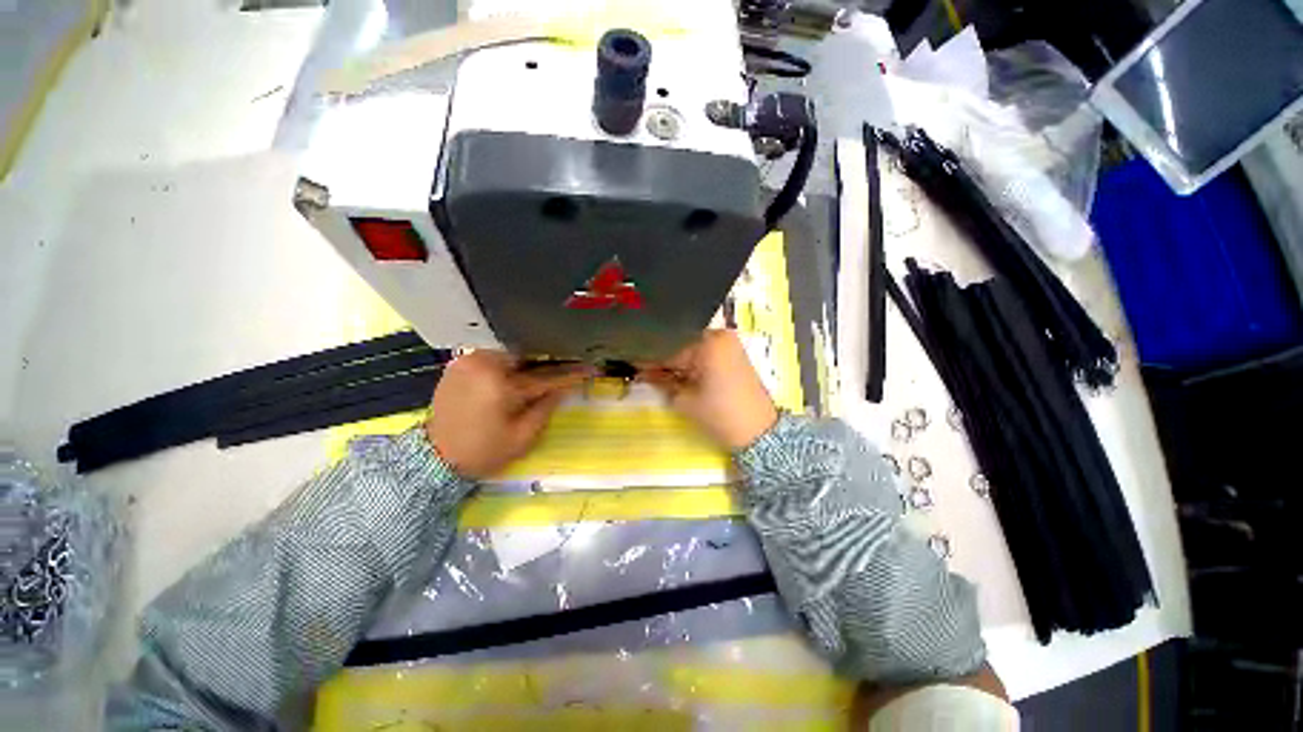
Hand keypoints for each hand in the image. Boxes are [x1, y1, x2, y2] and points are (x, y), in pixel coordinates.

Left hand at [425, 352, 589, 477]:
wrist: (435, 457)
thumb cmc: (483, 452)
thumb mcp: (523, 437)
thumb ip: (546, 407)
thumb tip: (564, 387)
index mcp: (501, 385)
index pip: (546, 375)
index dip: (571, 373)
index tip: (591, 368)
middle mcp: (484, 364)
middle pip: (527, 354)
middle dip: (549, 359)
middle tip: (568, 361)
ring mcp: (469, 360)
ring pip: (510, 352)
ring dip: (529, 359)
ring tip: (545, 365)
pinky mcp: (460, 363)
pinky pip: (493, 354)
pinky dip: (509, 360)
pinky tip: (518, 369)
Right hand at [640, 330, 777, 450]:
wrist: (759, 432)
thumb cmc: (720, 415)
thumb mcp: (684, 400)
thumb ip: (661, 382)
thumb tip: (641, 372)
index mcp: (708, 341)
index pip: (669, 346)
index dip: (648, 357)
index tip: (630, 363)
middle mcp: (719, 335)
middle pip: (680, 342)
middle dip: (661, 357)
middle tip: (642, 369)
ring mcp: (728, 343)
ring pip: (691, 347)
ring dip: (675, 359)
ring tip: (656, 372)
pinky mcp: (733, 353)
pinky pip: (704, 352)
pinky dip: (690, 361)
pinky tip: (676, 372)